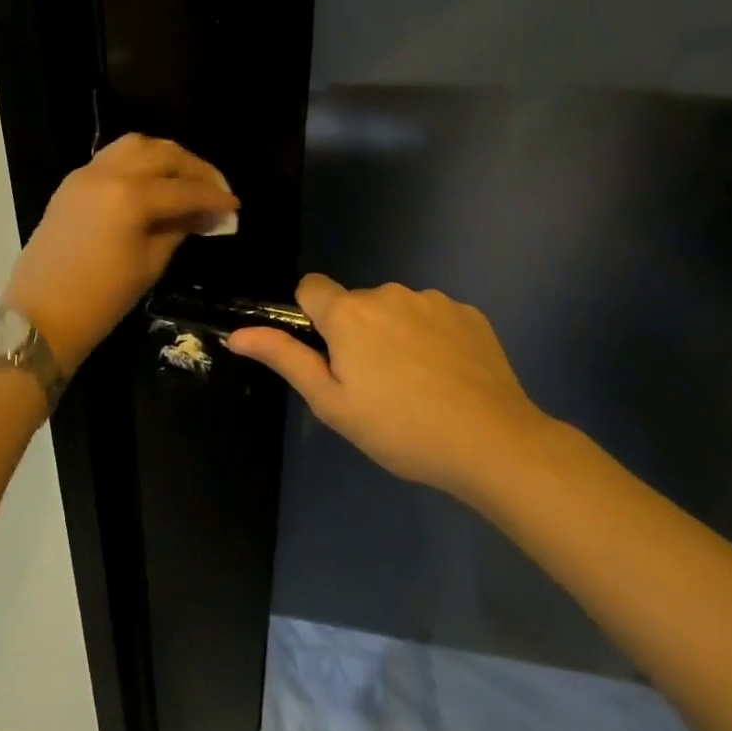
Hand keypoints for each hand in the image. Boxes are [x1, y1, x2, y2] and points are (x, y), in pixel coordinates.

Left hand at [1, 134, 236, 377]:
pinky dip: (139, 161)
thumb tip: (207, 214)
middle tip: (216, 188)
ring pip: (135, 146)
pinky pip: (112, 157)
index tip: (235, 206)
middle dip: (194, 168)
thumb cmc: (101, 299)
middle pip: (162, 154)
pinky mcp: (72, 182)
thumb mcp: (150, 265)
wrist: (40, 315)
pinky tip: (154, 182)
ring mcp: (86, 173)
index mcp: (130, 196)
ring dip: (166, 157)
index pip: (184, 189)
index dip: (214, 197)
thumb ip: (180, 229)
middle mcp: (108, 173)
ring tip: (186, 179)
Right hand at [227, 274, 552, 498]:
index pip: (311, 287)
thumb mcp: (332, 403)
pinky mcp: (468, 313)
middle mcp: (386, 293)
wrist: (494, 443)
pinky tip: (448, 376)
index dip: (313, 316)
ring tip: (417, 384)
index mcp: (347, 314)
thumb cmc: (400, 428)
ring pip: (395, 309)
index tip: (330, 354)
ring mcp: (431, 300)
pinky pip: (433, 317)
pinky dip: (432, 338)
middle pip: (356, 303)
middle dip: (357, 332)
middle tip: (376, 384)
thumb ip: (285, 359)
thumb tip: (237, 334)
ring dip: (395, 333)